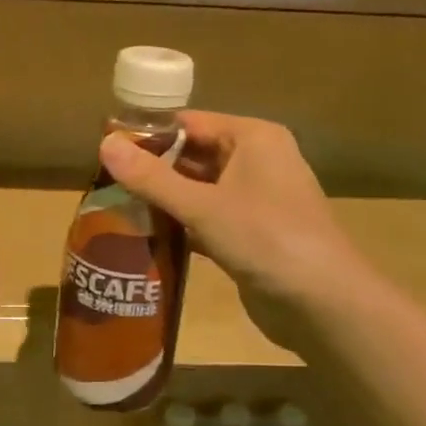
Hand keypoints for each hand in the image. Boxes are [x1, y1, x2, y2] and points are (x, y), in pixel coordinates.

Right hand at [99, 112, 362, 350]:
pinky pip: (208, 219)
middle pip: (193, 156)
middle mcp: (257, 161)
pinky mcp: (251, 234)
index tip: (106, 150)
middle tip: (104, 184)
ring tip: (115, 208)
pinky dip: (181, 226)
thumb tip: (104, 143)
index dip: (148, 134)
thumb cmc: (266, 238)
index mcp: (253, 138)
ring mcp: (256, 200)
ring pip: (199, 190)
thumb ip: (152, 178)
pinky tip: (146, 237)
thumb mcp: (203, 206)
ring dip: (164, 200)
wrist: (322, 303)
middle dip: (152, 170)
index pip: (190, 123)